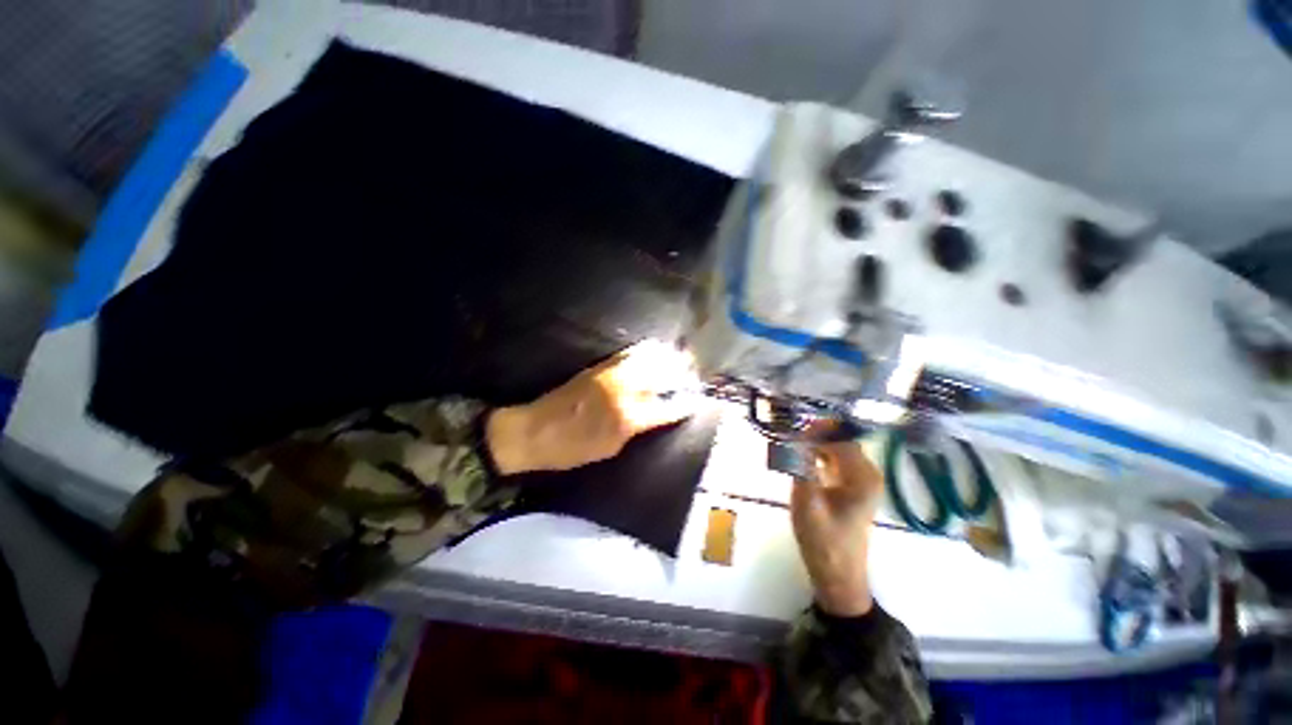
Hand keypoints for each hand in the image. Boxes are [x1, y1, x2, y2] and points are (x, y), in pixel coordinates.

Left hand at [485, 340, 698, 473]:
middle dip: (682, 373)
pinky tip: (655, 351)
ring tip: (680, 360)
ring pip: (649, 358)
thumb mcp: (610, 449)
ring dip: (668, 357)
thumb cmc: (572, 449)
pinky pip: (630, 353)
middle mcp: (624, 390)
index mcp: (628, 417)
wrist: (534, 430)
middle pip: (663, 375)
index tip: (696, 402)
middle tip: (693, 375)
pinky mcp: (600, 366)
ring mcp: (612, 373)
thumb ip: (637, 430)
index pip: (667, 407)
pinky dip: (647, 351)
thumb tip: (656, 416)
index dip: (684, 404)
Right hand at [791, 443, 885, 616]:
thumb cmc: (824, 542)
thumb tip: (793, 437)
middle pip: (839, 438)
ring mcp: (860, 478)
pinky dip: (816, 453)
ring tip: (789, 444)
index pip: (840, 437)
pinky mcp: (850, 484)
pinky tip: (798, 457)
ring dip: (813, 441)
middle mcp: (867, 472)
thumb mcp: (806, 503)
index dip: (815, 430)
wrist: (837, 575)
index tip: (790, 430)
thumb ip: (800, 467)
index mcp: (863, 476)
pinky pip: (833, 457)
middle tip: (786, 436)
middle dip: (813, 433)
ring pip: (835, 446)